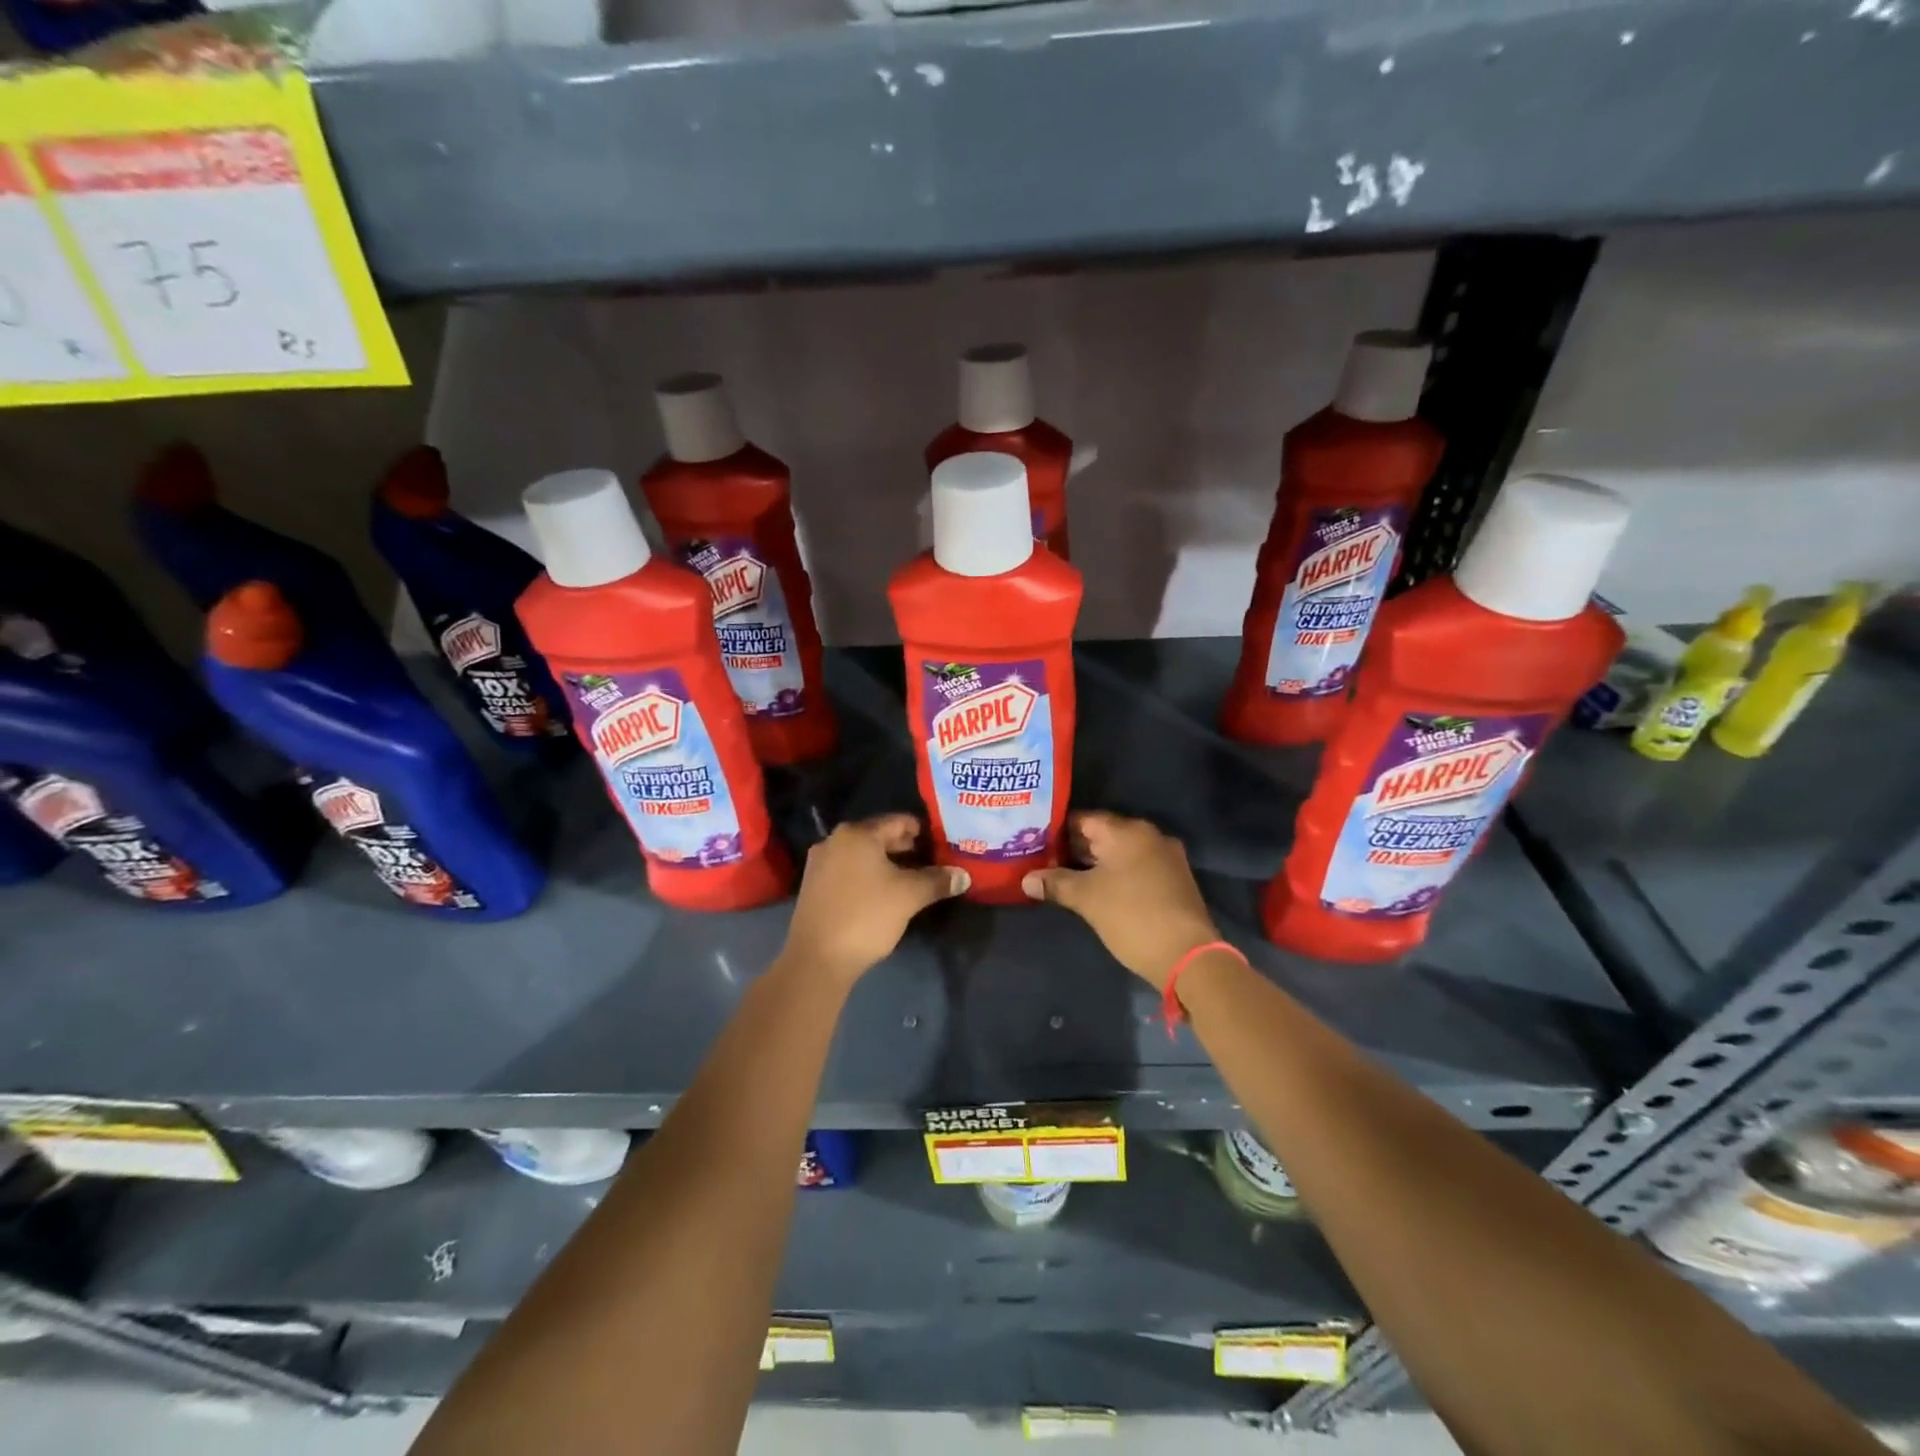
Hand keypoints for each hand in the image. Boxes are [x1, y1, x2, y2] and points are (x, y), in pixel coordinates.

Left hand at [782, 814, 967, 984]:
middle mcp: (834, 841)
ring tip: (910, 880)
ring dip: (886, 864)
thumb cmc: (866, 916)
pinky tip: (883, 894)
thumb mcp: (909, 896)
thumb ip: (937, 881)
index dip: (922, 831)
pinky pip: (848, 872)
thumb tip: (963, 876)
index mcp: (857, 834)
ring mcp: (820, 864)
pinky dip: (867, 876)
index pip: (898, 821)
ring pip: (862, 856)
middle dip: (905, 848)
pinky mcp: (813, 887)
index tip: (941, 844)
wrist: (817, 959)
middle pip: (878, 836)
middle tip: (930, 862)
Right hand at [1022, 812, 1219, 988]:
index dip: (1057, 830)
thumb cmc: (1131, 916)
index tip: (1035, 843)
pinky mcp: (1174, 879)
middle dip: (1074, 848)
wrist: (1187, 955)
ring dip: (1096, 863)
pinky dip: (1117, 874)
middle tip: (1045, 861)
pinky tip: (1098, 890)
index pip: (1083, 819)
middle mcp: (1149, 835)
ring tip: (1065, 877)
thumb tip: (1026, 879)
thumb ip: (1055, 883)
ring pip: (1121, 852)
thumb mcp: (1086, 899)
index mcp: (1127, 831)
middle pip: (1103, 834)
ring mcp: (1165, 857)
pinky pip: (1137, 867)